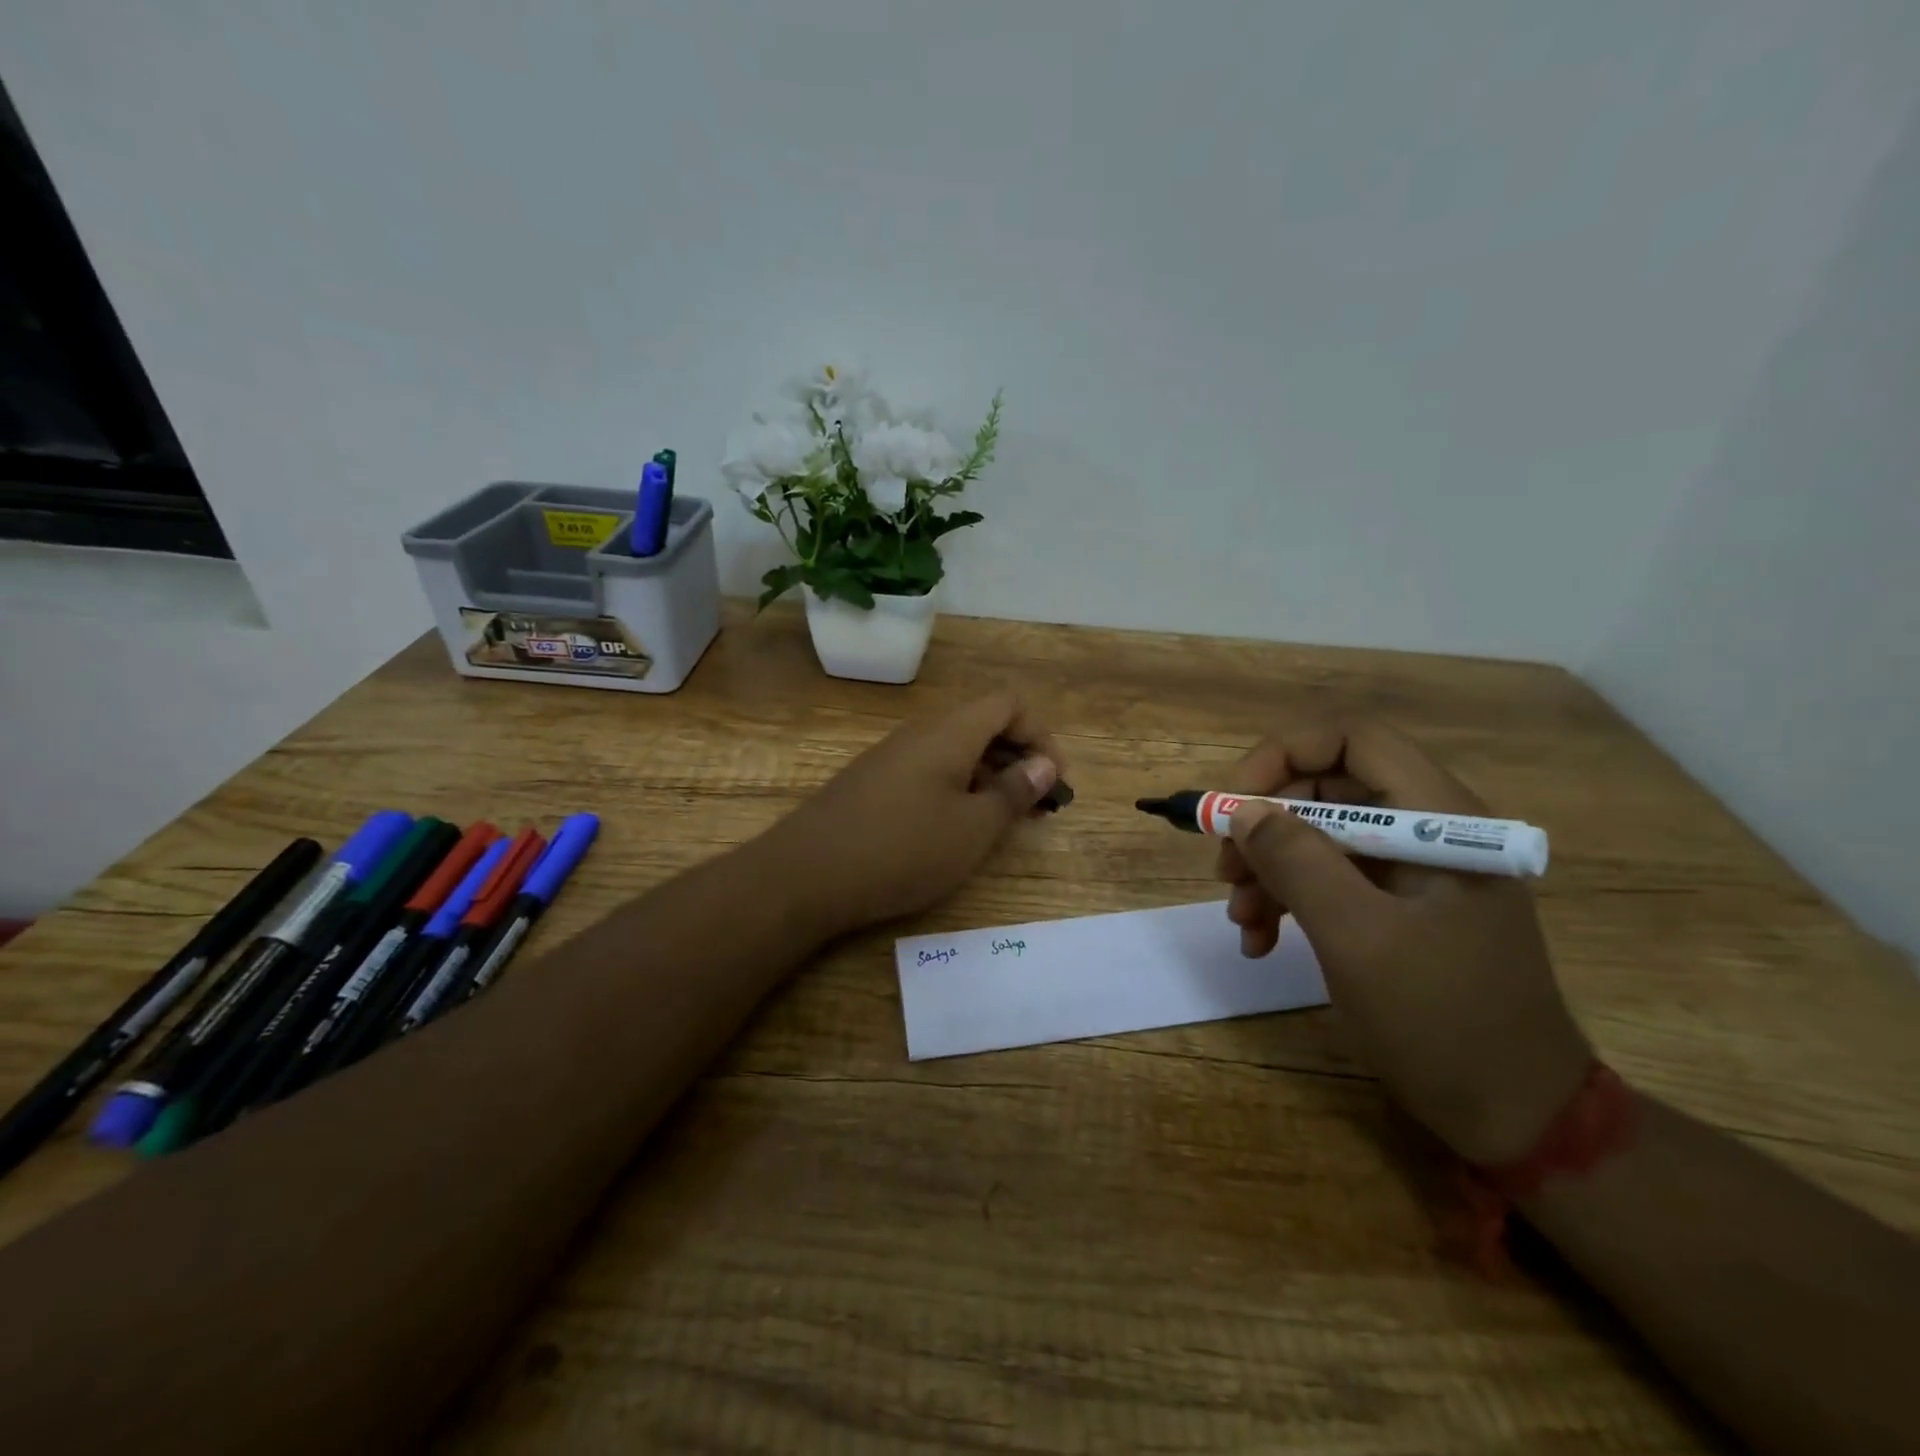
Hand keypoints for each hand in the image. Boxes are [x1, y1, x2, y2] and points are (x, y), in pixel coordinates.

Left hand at [767, 695, 1060, 938]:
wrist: (806, 875)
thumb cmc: (902, 849)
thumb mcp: (973, 828)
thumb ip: (1014, 792)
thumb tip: (1044, 764)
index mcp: (950, 733)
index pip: (1008, 704)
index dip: (1040, 735)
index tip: (1054, 781)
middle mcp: (919, 734)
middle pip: (982, 725)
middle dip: (1018, 759)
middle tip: (1036, 807)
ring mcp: (890, 757)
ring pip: (954, 751)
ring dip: (987, 778)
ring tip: (1001, 822)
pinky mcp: (871, 783)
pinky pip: (927, 771)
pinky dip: (955, 790)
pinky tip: (953, 830)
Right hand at [1218, 721, 1591, 1164]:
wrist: (1517, 1117)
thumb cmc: (1444, 1021)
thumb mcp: (1357, 938)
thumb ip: (1297, 862)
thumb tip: (1242, 811)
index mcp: (1439, 818)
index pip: (1352, 739)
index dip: (1283, 755)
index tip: (1233, 802)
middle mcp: (1428, 830)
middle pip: (1326, 789)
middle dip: (1265, 825)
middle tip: (1224, 870)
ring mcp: (1413, 870)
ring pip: (1318, 835)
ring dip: (1268, 869)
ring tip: (1240, 919)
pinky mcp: (1398, 906)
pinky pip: (1329, 879)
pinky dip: (1288, 900)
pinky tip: (1261, 940)